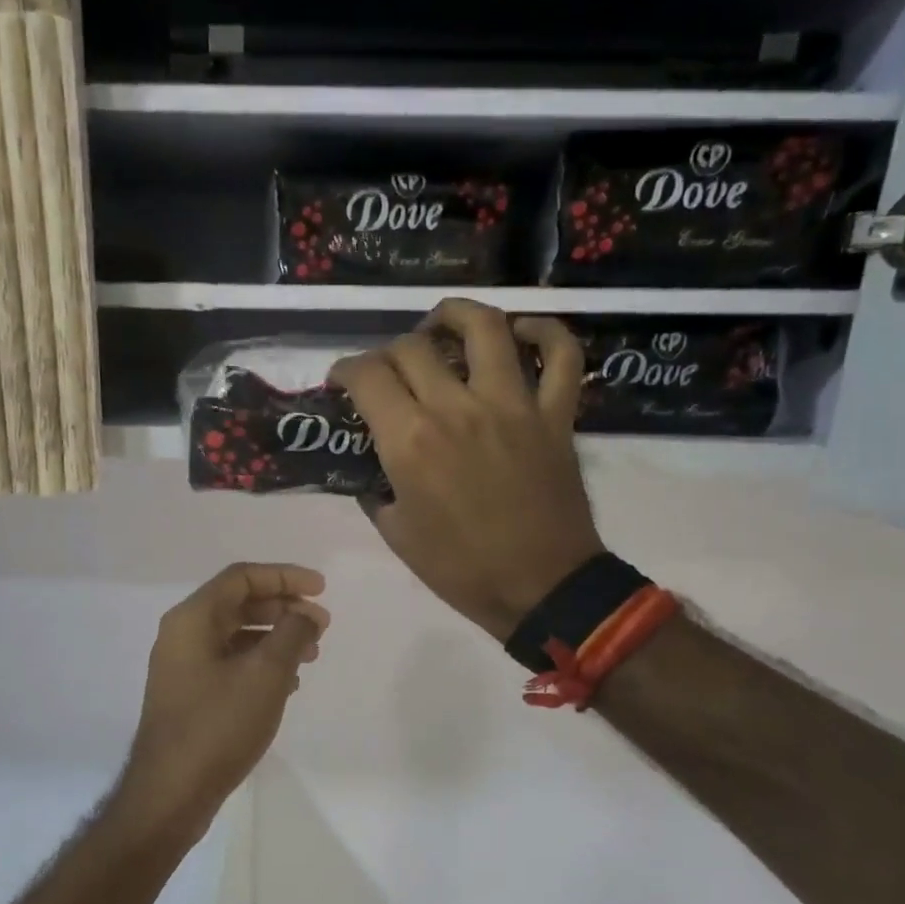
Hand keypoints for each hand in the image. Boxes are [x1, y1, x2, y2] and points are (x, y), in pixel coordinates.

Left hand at [118, 563, 328, 840]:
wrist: (171, 793)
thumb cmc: (218, 726)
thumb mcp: (266, 674)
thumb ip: (292, 634)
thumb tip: (305, 615)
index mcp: (192, 619)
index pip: (242, 577)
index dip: (285, 576)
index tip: (321, 589)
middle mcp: (182, 635)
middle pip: (239, 603)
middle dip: (284, 608)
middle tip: (322, 625)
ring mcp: (183, 667)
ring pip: (236, 635)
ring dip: (276, 637)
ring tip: (311, 655)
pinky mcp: (189, 695)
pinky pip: (230, 663)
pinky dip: (260, 663)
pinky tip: (288, 683)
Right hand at [331, 299, 603, 642]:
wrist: (540, 588)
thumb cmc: (461, 570)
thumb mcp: (398, 535)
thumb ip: (378, 491)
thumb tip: (376, 470)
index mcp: (411, 442)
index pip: (367, 376)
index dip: (345, 369)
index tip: (343, 380)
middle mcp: (457, 408)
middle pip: (414, 347)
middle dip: (389, 352)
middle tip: (388, 371)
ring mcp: (513, 405)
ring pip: (486, 327)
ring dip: (455, 315)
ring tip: (442, 324)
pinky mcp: (555, 414)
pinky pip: (562, 356)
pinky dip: (546, 334)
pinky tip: (523, 332)